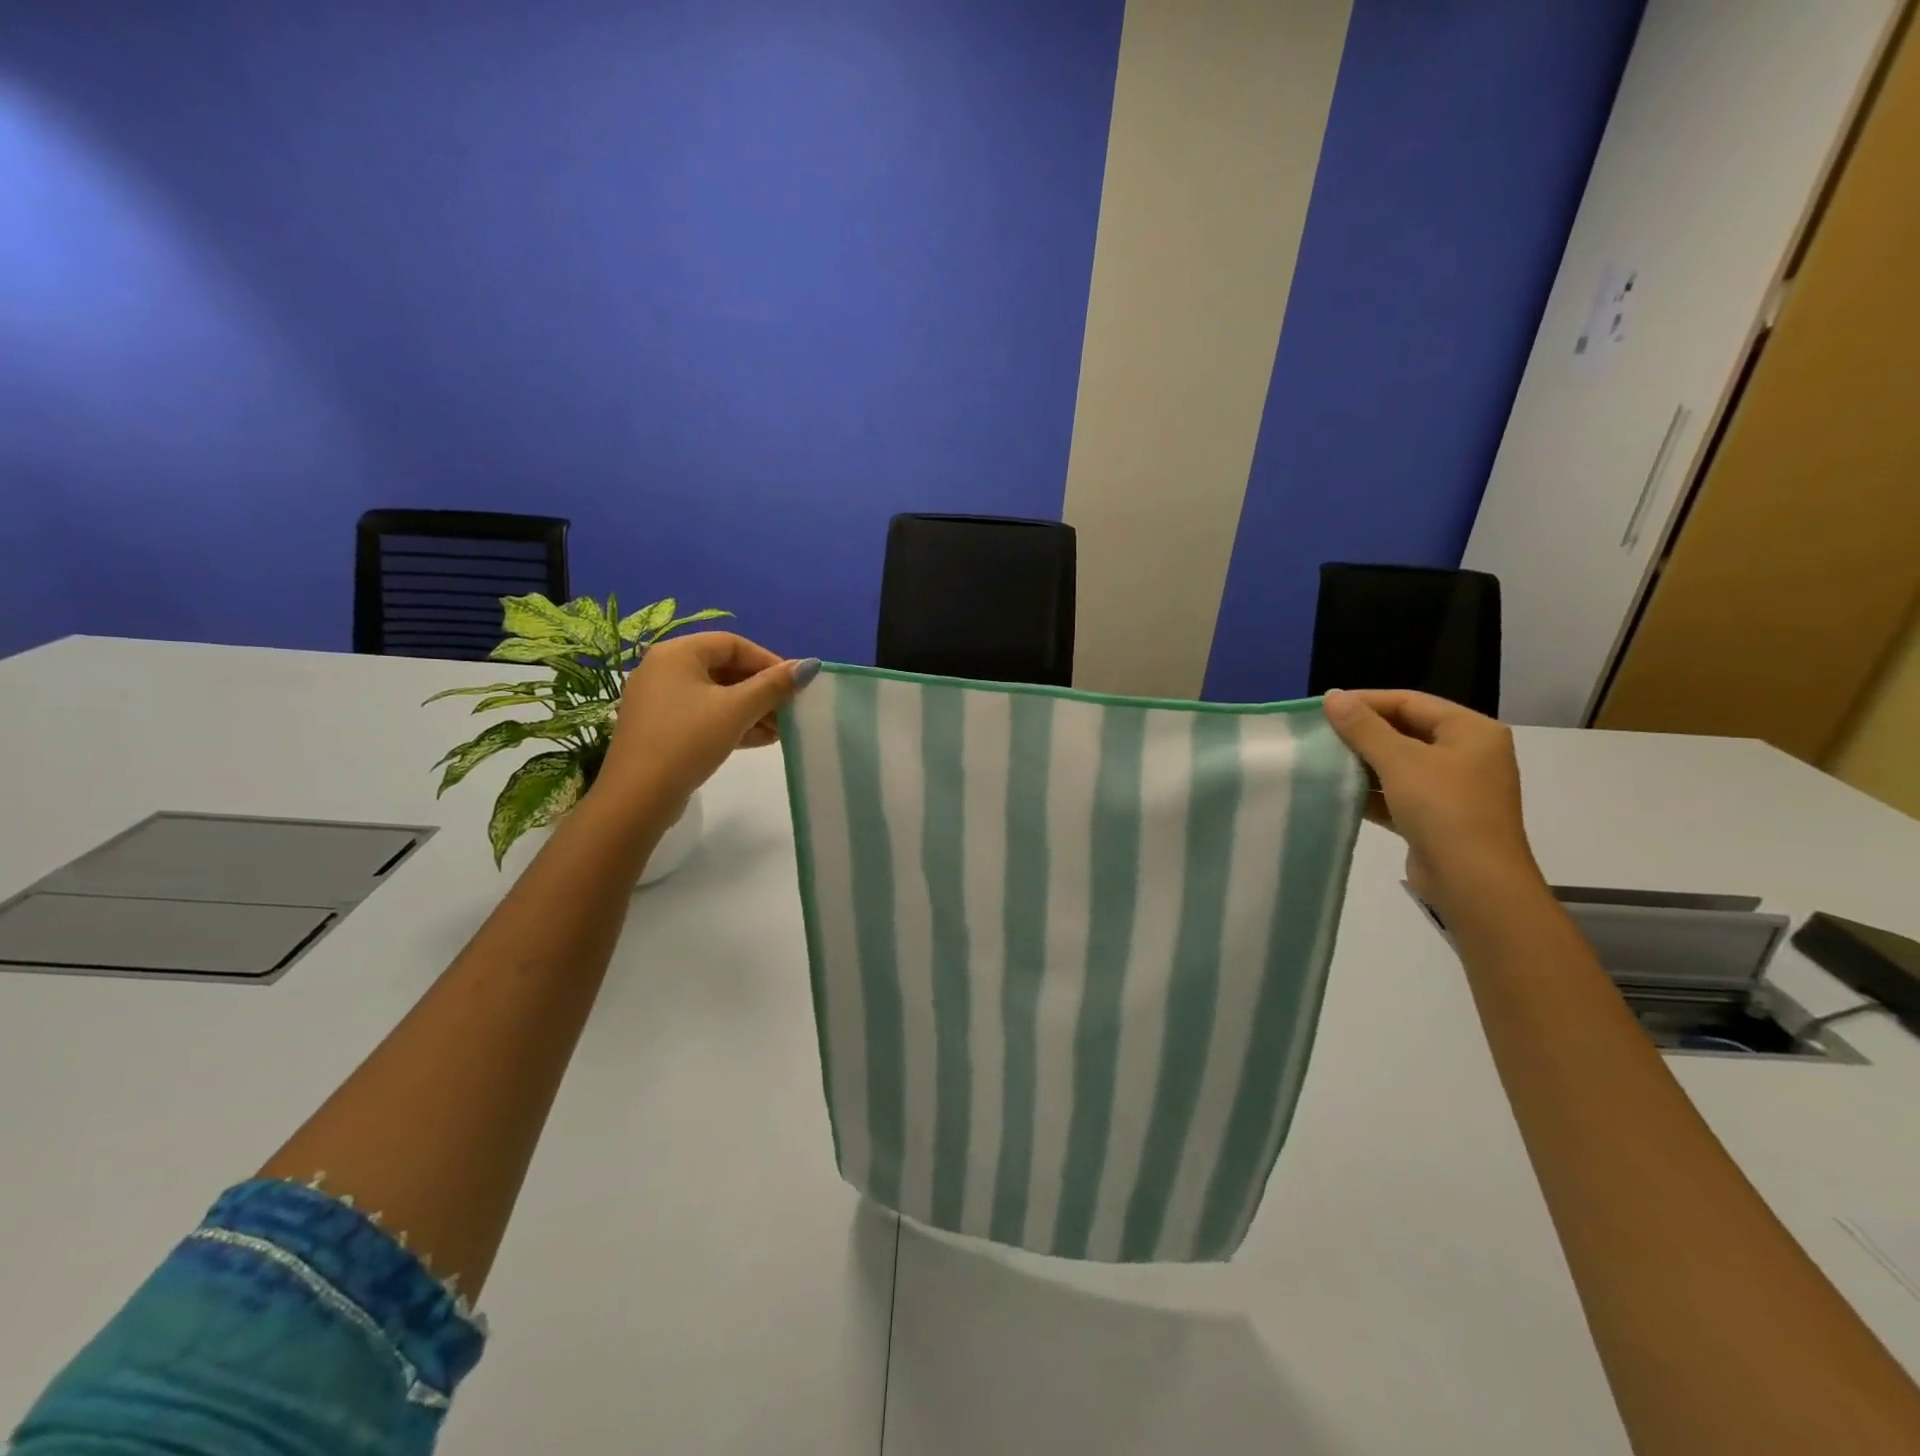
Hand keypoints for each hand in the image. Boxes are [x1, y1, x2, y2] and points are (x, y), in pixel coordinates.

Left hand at [593, 634, 818, 815]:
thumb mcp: (736, 710)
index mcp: (677, 653)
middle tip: (791, 710)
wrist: (637, 797)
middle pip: (725, 669)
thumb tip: (810, 665)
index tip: (795, 684)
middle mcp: (664, 669)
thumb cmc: (688, 741)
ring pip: (717, 695)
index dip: (769, 661)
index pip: (733, 644)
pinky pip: (704, 715)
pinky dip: (733, 723)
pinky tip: (761, 739)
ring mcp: (661, 700)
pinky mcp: (662, 728)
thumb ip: (774, 685)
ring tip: (782, 730)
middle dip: (762, 689)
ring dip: (752, 709)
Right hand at [1322, 689, 1542, 916]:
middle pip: (1406, 731)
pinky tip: (1339, 792)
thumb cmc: (1443, 809)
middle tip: (1320, 733)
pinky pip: (1399, 794)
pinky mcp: (1437, 818)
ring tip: (1323, 760)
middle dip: (1363, 733)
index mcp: (1471, 731)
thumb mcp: (1400, 761)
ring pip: (1400, 764)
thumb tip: (1332, 695)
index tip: (1324, 707)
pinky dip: (1372, 792)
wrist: (1474, 883)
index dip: (1366, 701)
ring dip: (1364, 763)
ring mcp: (1454, 788)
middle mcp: (1467, 754)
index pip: (1410, 702)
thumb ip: (1363, 727)